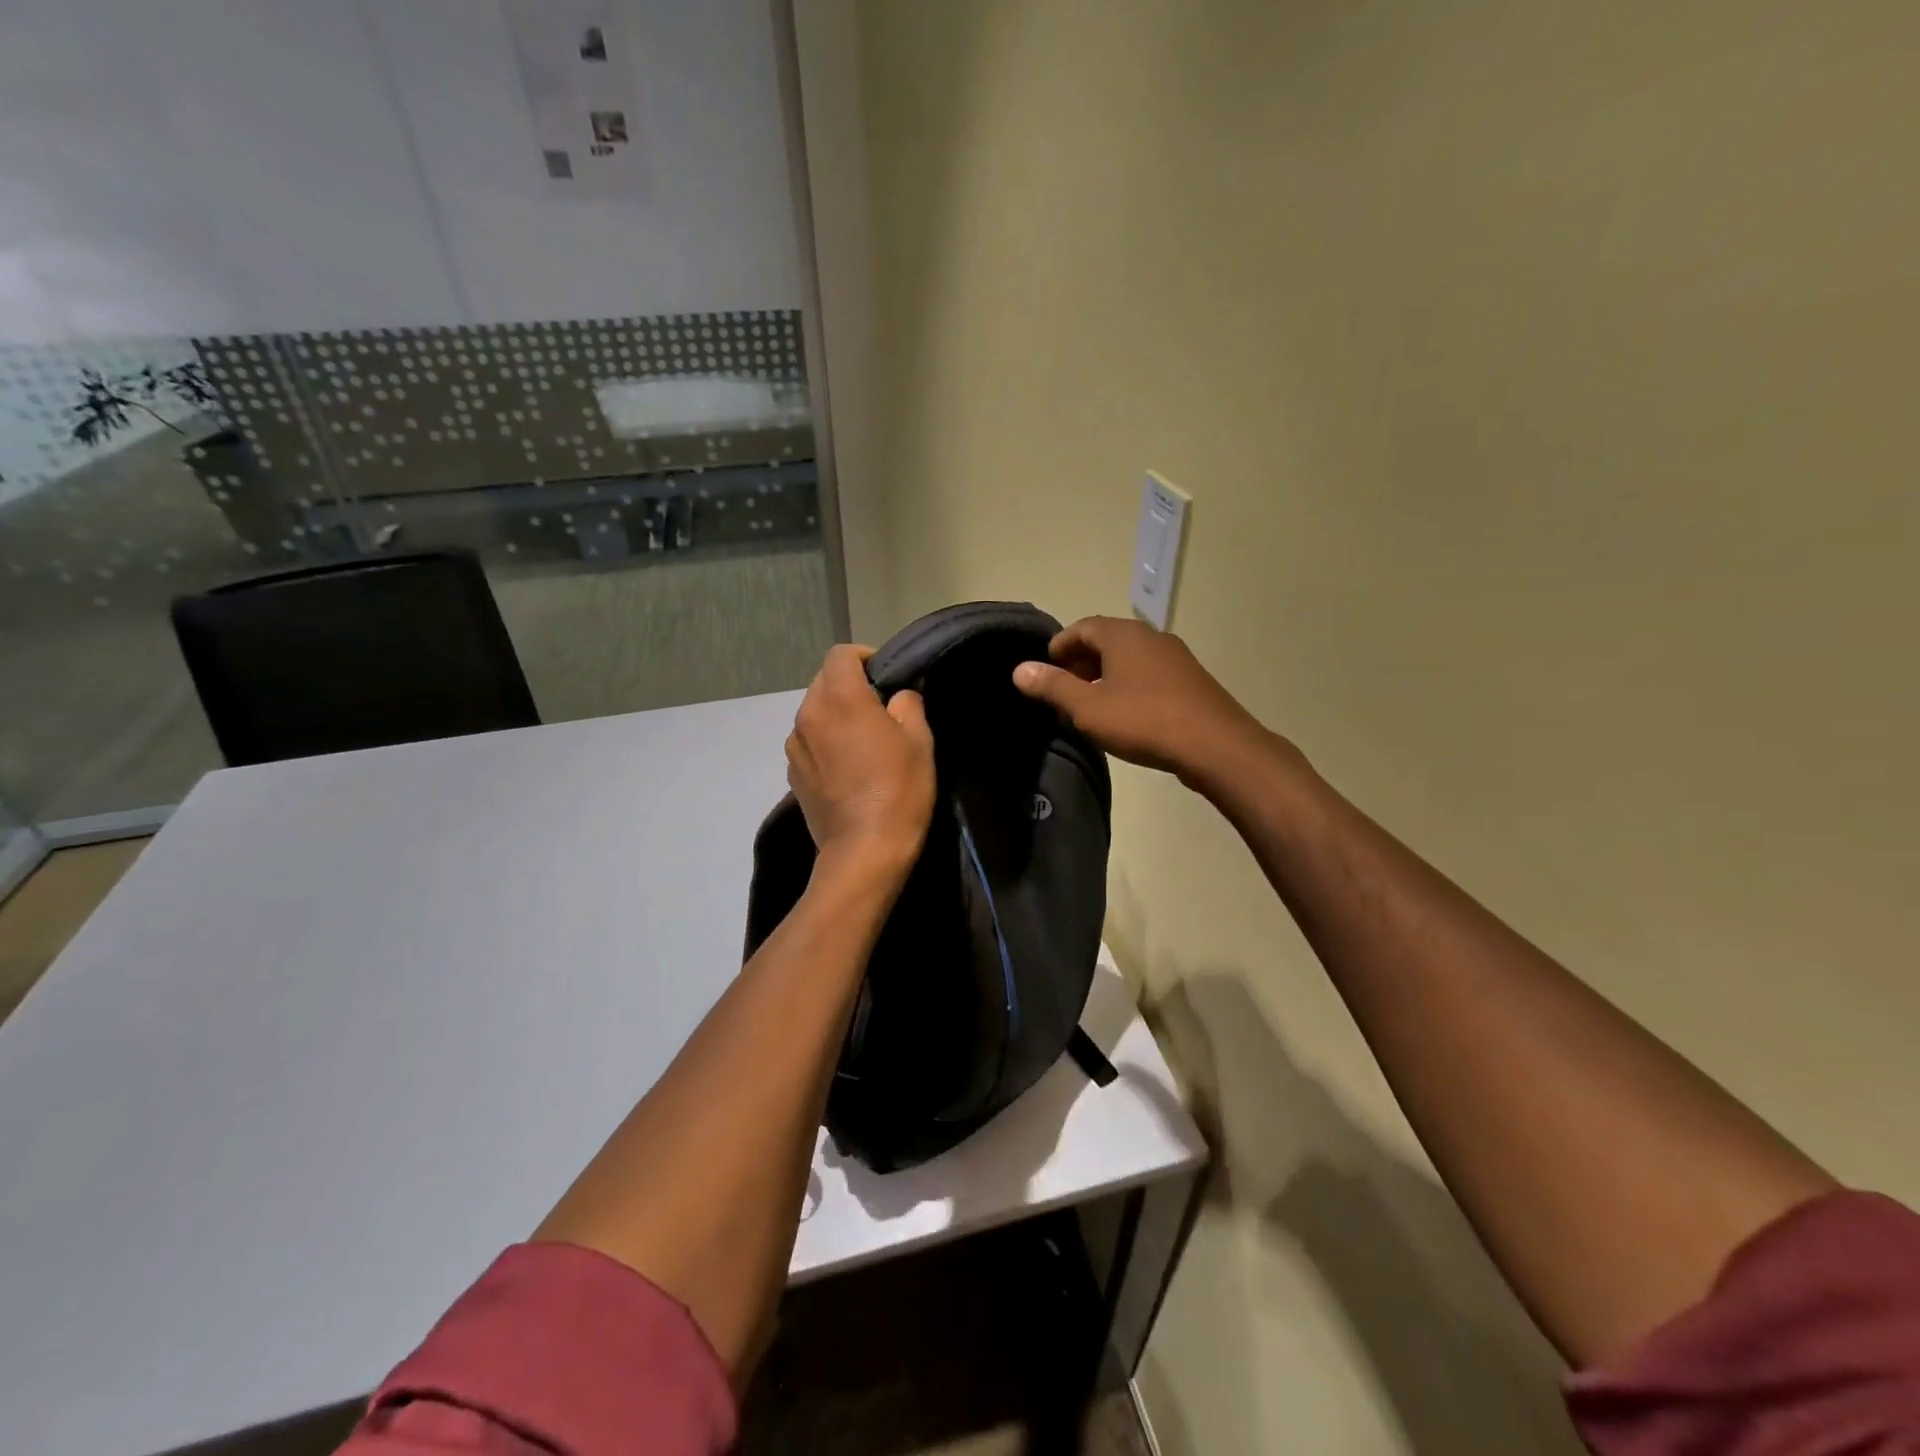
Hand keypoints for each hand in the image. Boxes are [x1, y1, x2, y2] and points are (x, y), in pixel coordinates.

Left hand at [787, 644, 935, 877]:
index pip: (842, 654)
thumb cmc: (899, 789)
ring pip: (814, 712)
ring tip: (862, 741)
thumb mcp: (919, 740)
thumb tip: (897, 696)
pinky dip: (825, 742)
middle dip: (850, 686)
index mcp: (840, 698)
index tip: (885, 676)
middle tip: (880, 709)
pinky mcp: (792, 773)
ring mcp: (795, 745)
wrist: (865, 850)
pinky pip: (808, 742)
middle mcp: (808, 714)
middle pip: (824, 681)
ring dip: (836, 715)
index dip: (865, 657)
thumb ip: (907, 703)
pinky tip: (847, 767)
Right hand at [1012, 616, 1278, 785]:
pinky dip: (1128, 685)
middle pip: (1106, 640)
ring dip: (1104, 675)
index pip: (1082, 627)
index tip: (1044, 670)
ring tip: (1089, 705)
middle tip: (1062, 689)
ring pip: (1129, 658)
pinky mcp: (1190, 681)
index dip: (1059, 646)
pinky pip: (1149, 674)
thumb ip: (1053, 687)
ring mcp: (1175, 657)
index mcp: (1123, 635)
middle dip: (1080, 661)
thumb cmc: (1143, 720)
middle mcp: (1150, 636)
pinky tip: (1124, 714)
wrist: (1215, 745)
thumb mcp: (1088, 708)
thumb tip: (1020, 670)